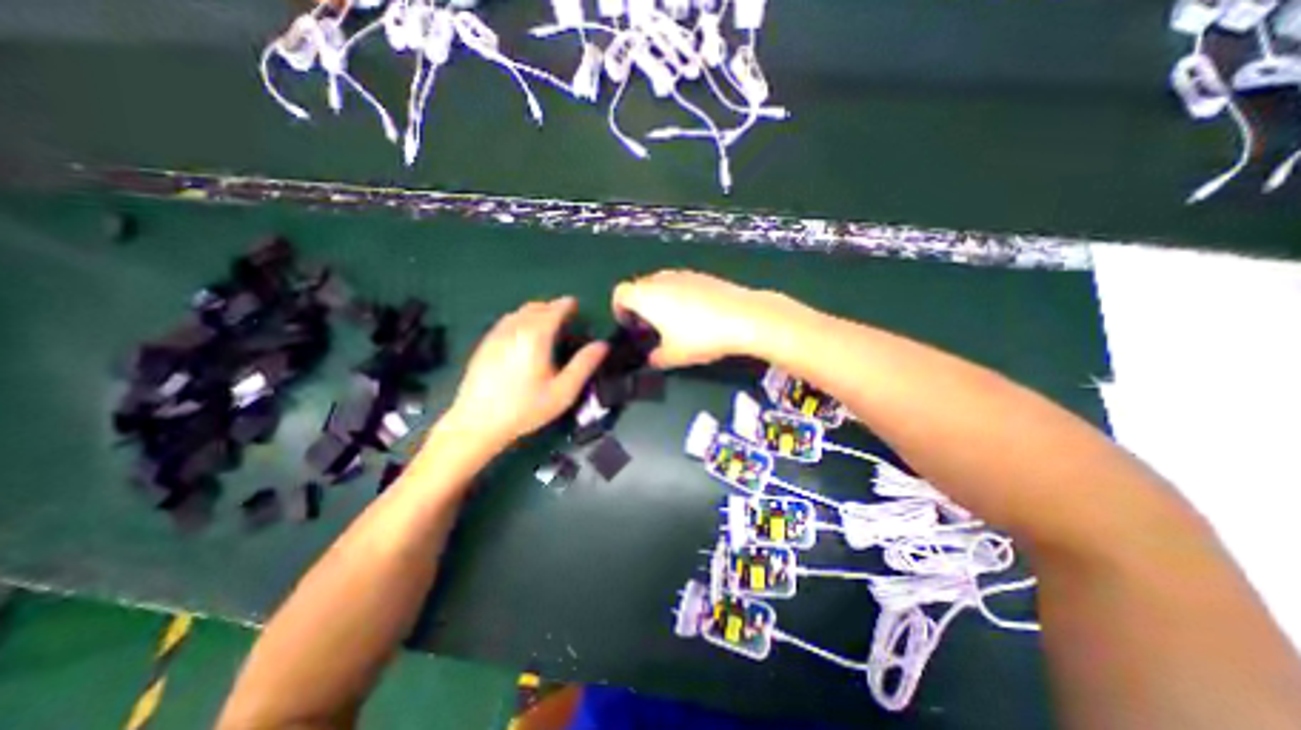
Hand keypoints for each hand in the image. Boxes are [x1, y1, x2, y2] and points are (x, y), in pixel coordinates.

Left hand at [444, 296, 608, 449]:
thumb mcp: (563, 392)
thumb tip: (603, 345)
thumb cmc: (525, 409)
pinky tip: (523, 337)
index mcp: (535, 336)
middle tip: (565, 317)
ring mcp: (495, 336)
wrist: (476, 424)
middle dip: (552, 307)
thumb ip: (584, 365)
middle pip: (535, 307)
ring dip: (535, 312)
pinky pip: (506, 322)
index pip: (554, 309)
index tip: (576, 305)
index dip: (567, 305)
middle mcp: (514, 329)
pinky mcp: (484, 345)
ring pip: (518, 313)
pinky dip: (520, 320)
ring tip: (547, 324)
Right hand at [614, 271, 786, 366]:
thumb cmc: (700, 336)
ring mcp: (683, 274)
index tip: (629, 326)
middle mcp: (660, 280)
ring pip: (661, 285)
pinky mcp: (702, 275)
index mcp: (646, 296)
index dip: (619, 309)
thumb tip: (652, 359)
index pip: (620, 294)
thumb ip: (656, 358)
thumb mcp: (673, 355)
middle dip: (640, 307)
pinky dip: (679, 296)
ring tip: (673, 323)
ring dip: (660, 301)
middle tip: (650, 328)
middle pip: (640, 287)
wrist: (742, 317)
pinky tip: (696, 315)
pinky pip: (681, 284)